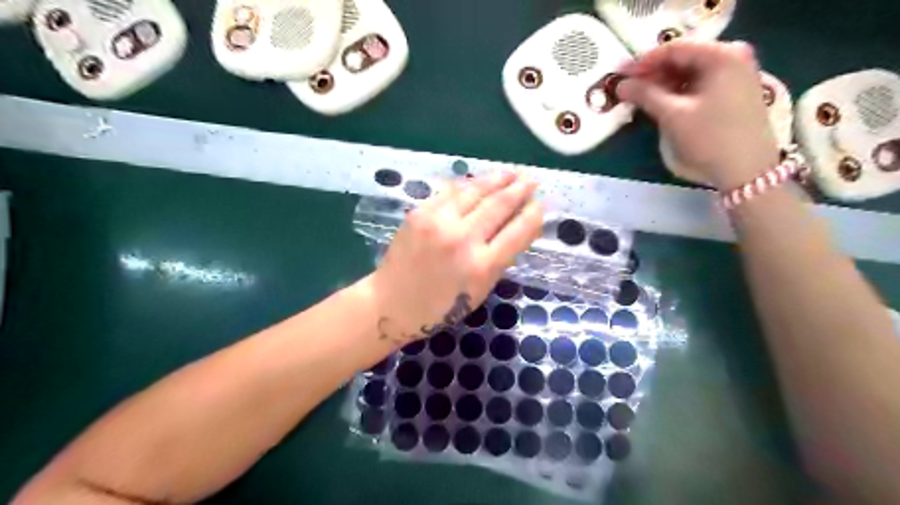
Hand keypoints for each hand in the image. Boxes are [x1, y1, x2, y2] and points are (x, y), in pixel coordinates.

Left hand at [366, 172, 535, 344]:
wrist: (391, 303)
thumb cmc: (440, 307)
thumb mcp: (479, 291)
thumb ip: (500, 259)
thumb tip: (519, 228)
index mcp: (482, 266)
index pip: (518, 231)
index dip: (533, 215)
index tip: (541, 204)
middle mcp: (463, 239)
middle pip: (499, 205)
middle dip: (519, 190)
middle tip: (531, 180)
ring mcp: (439, 223)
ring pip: (475, 191)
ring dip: (496, 180)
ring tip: (510, 173)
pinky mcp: (420, 213)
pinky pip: (450, 193)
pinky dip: (468, 185)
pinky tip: (479, 181)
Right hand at [620, 40, 780, 188]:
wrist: (747, 171)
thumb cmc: (710, 139)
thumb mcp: (673, 115)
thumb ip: (645, 95)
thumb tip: (621, 85)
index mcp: (721, 55)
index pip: (673, 48)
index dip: (642, 62)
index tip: (619, 76)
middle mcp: (732, 57)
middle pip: (682, 58)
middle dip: (652, 74)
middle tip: (627, 89)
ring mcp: (735, 75)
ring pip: (689, 73)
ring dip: (662, 85)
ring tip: (639, 99)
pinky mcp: (733, 93)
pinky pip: (698, 85)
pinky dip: (677, 93)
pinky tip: (661, 104)